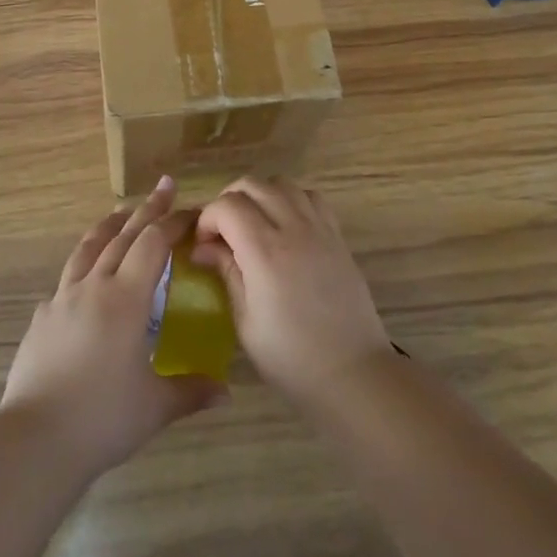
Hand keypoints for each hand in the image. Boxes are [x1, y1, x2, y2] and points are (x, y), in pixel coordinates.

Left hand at [0, 177, 226, 479]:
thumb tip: (226, 391)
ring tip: (120, 212)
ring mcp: (62, 299)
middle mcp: (93, 287)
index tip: (192, 210)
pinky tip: (85, 280)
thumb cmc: (103, 418)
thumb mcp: (155, 406)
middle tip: (164, 186)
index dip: (173, 223)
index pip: (153, 244)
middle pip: (123, 236)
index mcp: (125, 298)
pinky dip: (82, 267)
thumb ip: (191, 391)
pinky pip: (66, 281)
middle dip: (147, 210)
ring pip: (88, 249)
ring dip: (109, 227)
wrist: (35, 440)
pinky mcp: (41, 319)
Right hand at [192, 176, 389, 408]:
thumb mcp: (246, 322)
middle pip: (252, 184)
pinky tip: (286, 227)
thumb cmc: (292, 358)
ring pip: (282, 183)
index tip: (202, 245)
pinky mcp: (338, 236)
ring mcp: (319, 228)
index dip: (207, 218)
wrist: (353, 373)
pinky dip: (291, 200)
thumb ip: (227, 274)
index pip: (227, 206)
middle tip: (222, 232)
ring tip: (253, 225)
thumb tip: (204, 248)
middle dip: (228, 200)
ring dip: (260, 195)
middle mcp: (292, 228)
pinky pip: (311, 197)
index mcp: (264, 252)